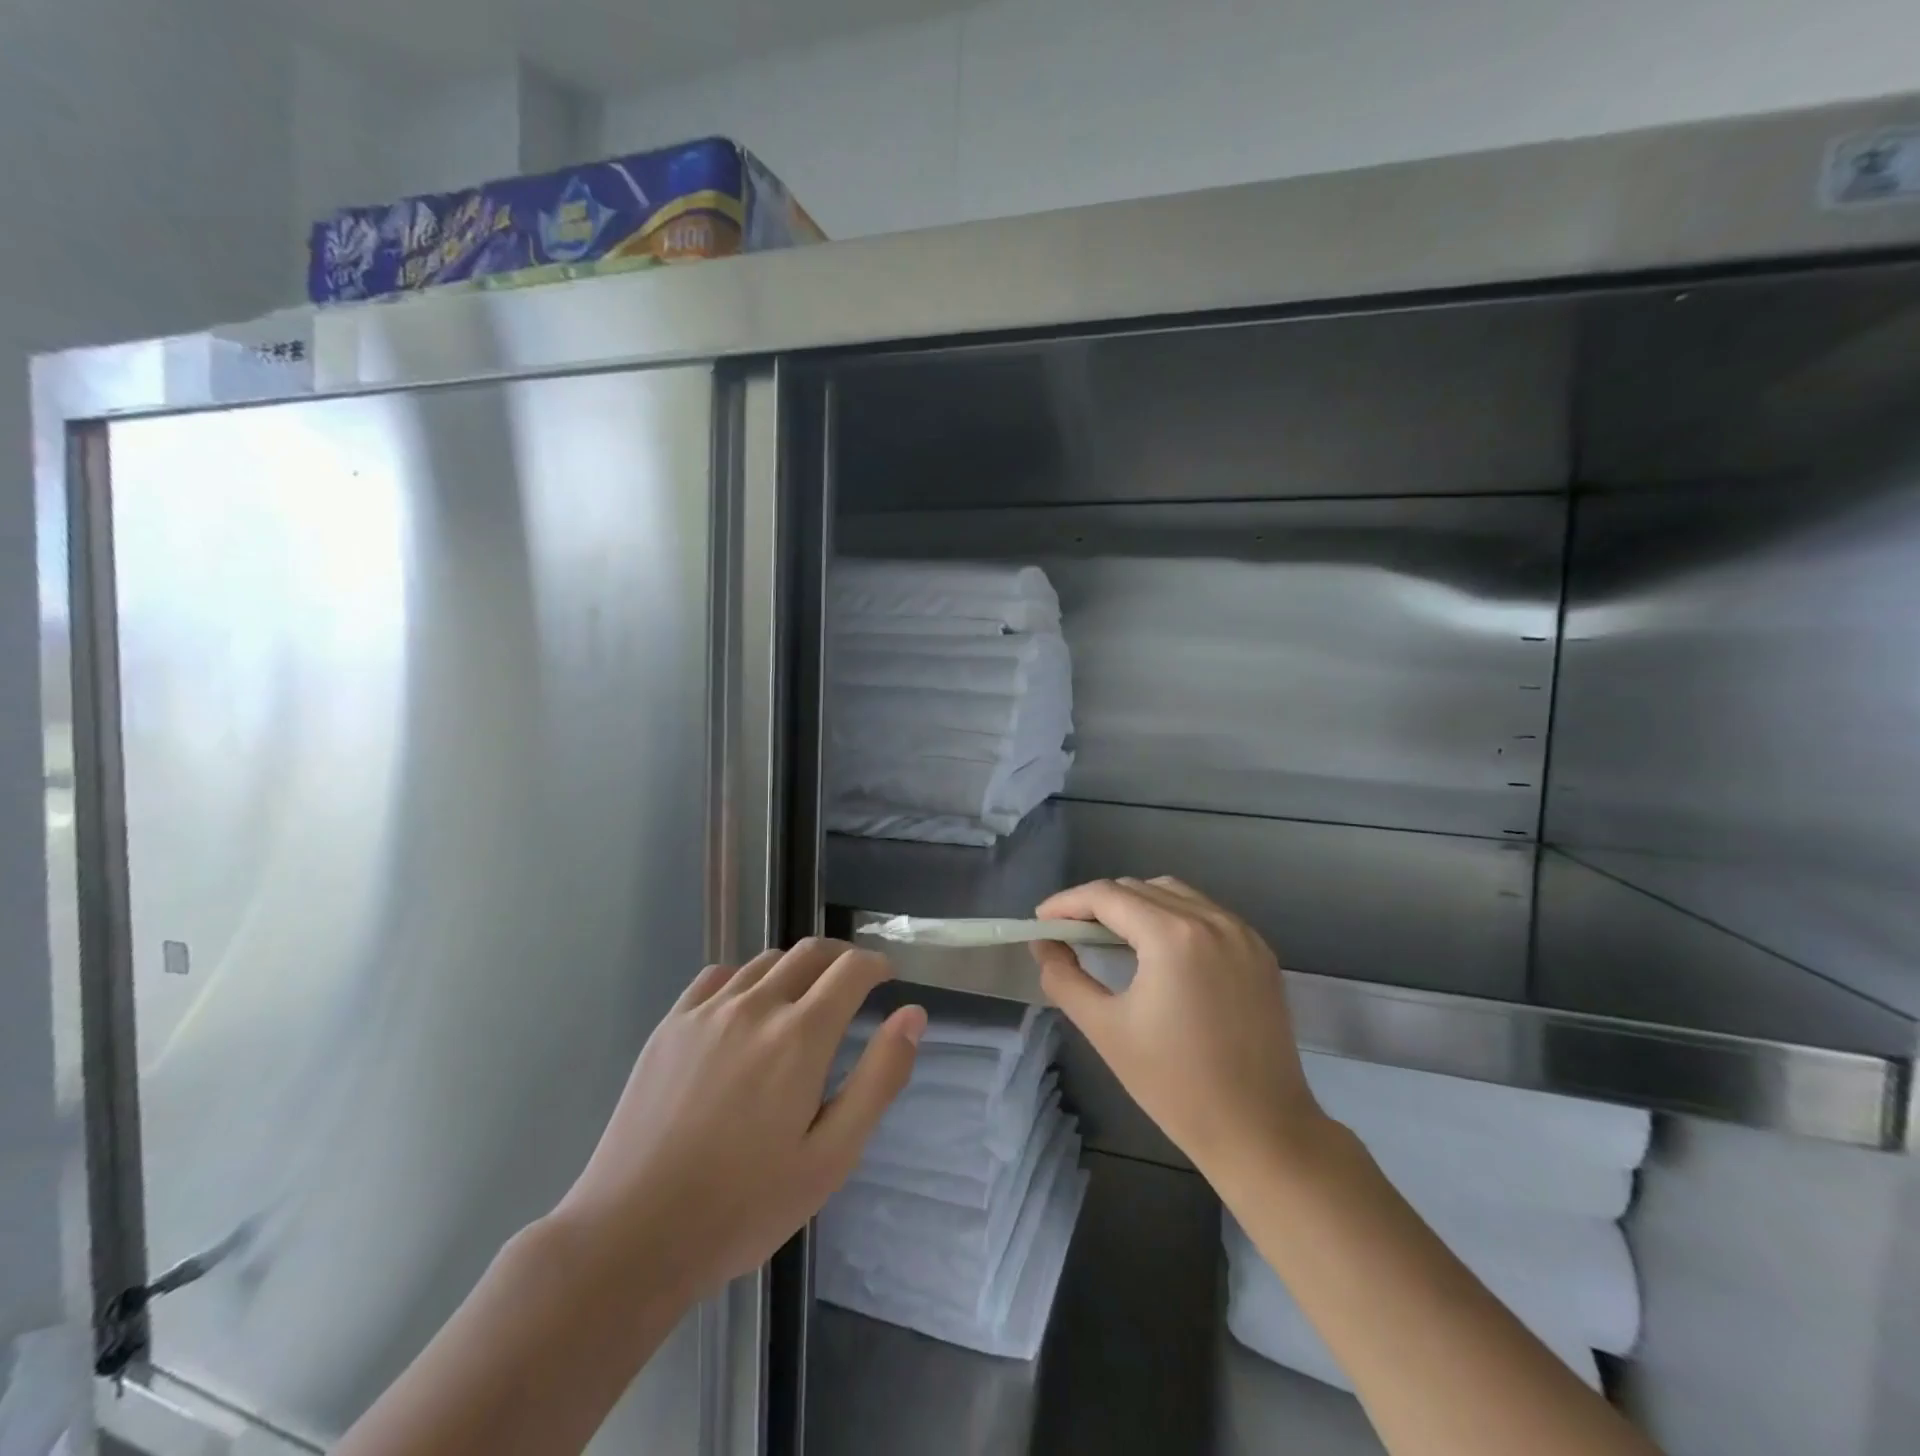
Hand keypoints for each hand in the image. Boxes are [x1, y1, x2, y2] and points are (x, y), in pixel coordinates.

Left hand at [550, 939, 924, 1300]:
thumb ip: (879, 1078)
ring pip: (766, 961)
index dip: (876, 965)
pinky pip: (718, 976)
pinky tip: (745, 1008)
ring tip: (803, 999)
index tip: (886, 979)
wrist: (632, 1235)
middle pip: (810, 951)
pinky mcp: (671, 1024)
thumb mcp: (831, 1157)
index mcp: (801, 1036)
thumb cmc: (744, 1206)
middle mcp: (757, 1006)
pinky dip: (746, 977)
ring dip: (796, 967)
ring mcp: (707, 1011)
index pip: (851, 970)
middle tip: (854, 983)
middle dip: (842, 957)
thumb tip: (913, 1015)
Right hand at [1031, 877, 1320, 1180]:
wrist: (1261, 1131)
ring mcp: (1241, 933)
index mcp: (1173, 936)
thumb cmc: (1175, 1085)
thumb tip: (1044, 944)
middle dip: (1098, 904)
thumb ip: (1064, 978)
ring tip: (1110, 937)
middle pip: (1139, 889)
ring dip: (1136, 905)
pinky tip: (1158, 949)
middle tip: (1070, 933)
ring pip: (1174, 894)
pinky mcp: (1259, 952)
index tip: (1041, 920)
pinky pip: (1205, 913)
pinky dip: (1172, 917)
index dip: (1067, 902)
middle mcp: (1211, 920)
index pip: (1107, 896)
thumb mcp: (1105, 1029)